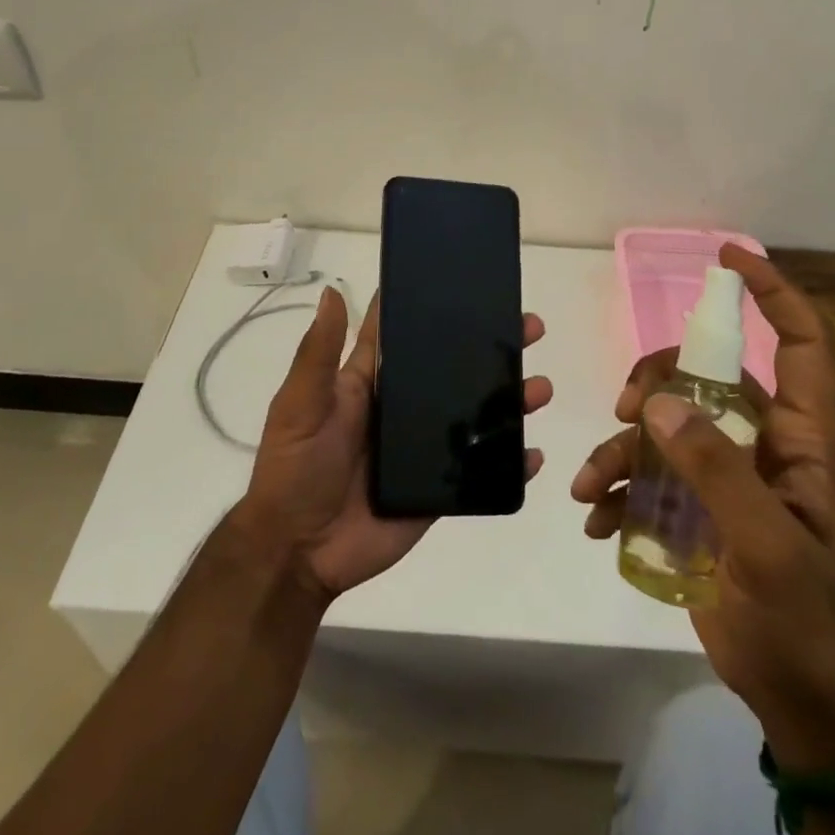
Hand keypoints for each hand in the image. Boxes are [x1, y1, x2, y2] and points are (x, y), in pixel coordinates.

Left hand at [235, 286, 550, 602]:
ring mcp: (426, 447)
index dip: (432, 307)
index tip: (470, 281)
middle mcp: (404, 407)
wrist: (299, 553)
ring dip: (511, 399)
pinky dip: (510, 462)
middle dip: (492, 347)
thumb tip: (334, 292)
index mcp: (371, 382)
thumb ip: (319, 353)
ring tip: (539, 387)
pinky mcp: (440, 487)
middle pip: (454, 368)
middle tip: (530, 327)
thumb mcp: (301, 405)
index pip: (406, 334)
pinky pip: (482, 471)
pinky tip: (534, 454)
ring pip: (477, 414)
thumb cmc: (295, 469)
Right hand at [570, 244, 834, 770]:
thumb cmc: (809, 624)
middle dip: (659, 379)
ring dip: (623, 446)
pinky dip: (619, 489)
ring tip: (591, 485)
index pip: (803, 342)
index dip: (773, 293)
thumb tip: (658, 403)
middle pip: (708, 375)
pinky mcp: (699, 509)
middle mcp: (767, 444)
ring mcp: (730, 476)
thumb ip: (715, 472)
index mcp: (806, 440)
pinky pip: (651, 474)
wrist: (810, 708)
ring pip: (668, 425)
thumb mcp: (767, 547)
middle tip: (626, 408)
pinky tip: (598, 520)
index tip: (727, 258)